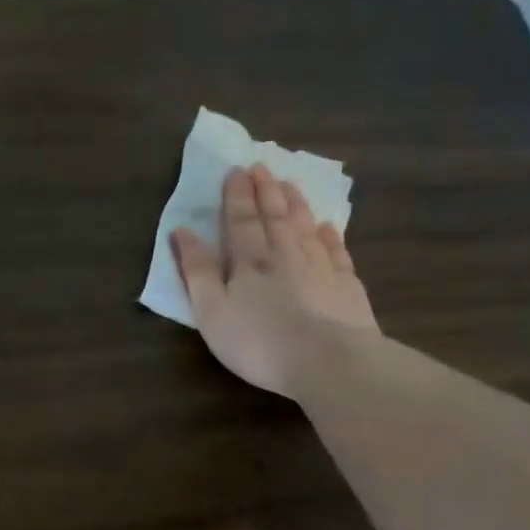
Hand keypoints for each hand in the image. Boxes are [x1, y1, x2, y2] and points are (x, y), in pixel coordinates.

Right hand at [169, 164, 378, 396]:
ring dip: (295, 204)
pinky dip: (329, 236)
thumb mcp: (211, 311)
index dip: (236, 196)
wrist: (329, 362)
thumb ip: (197, 271)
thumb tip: (182, 231)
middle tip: (262, 167)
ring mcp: (321, 268)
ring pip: (305, 227)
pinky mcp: (346, 287)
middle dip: (265, 191)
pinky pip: (336, 252)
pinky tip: (327, 226)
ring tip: (289, 185)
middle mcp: (286, 255)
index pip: (240, 221)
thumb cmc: (258, 341)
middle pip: (274, 217)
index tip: (236, 171)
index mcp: (249, 261)